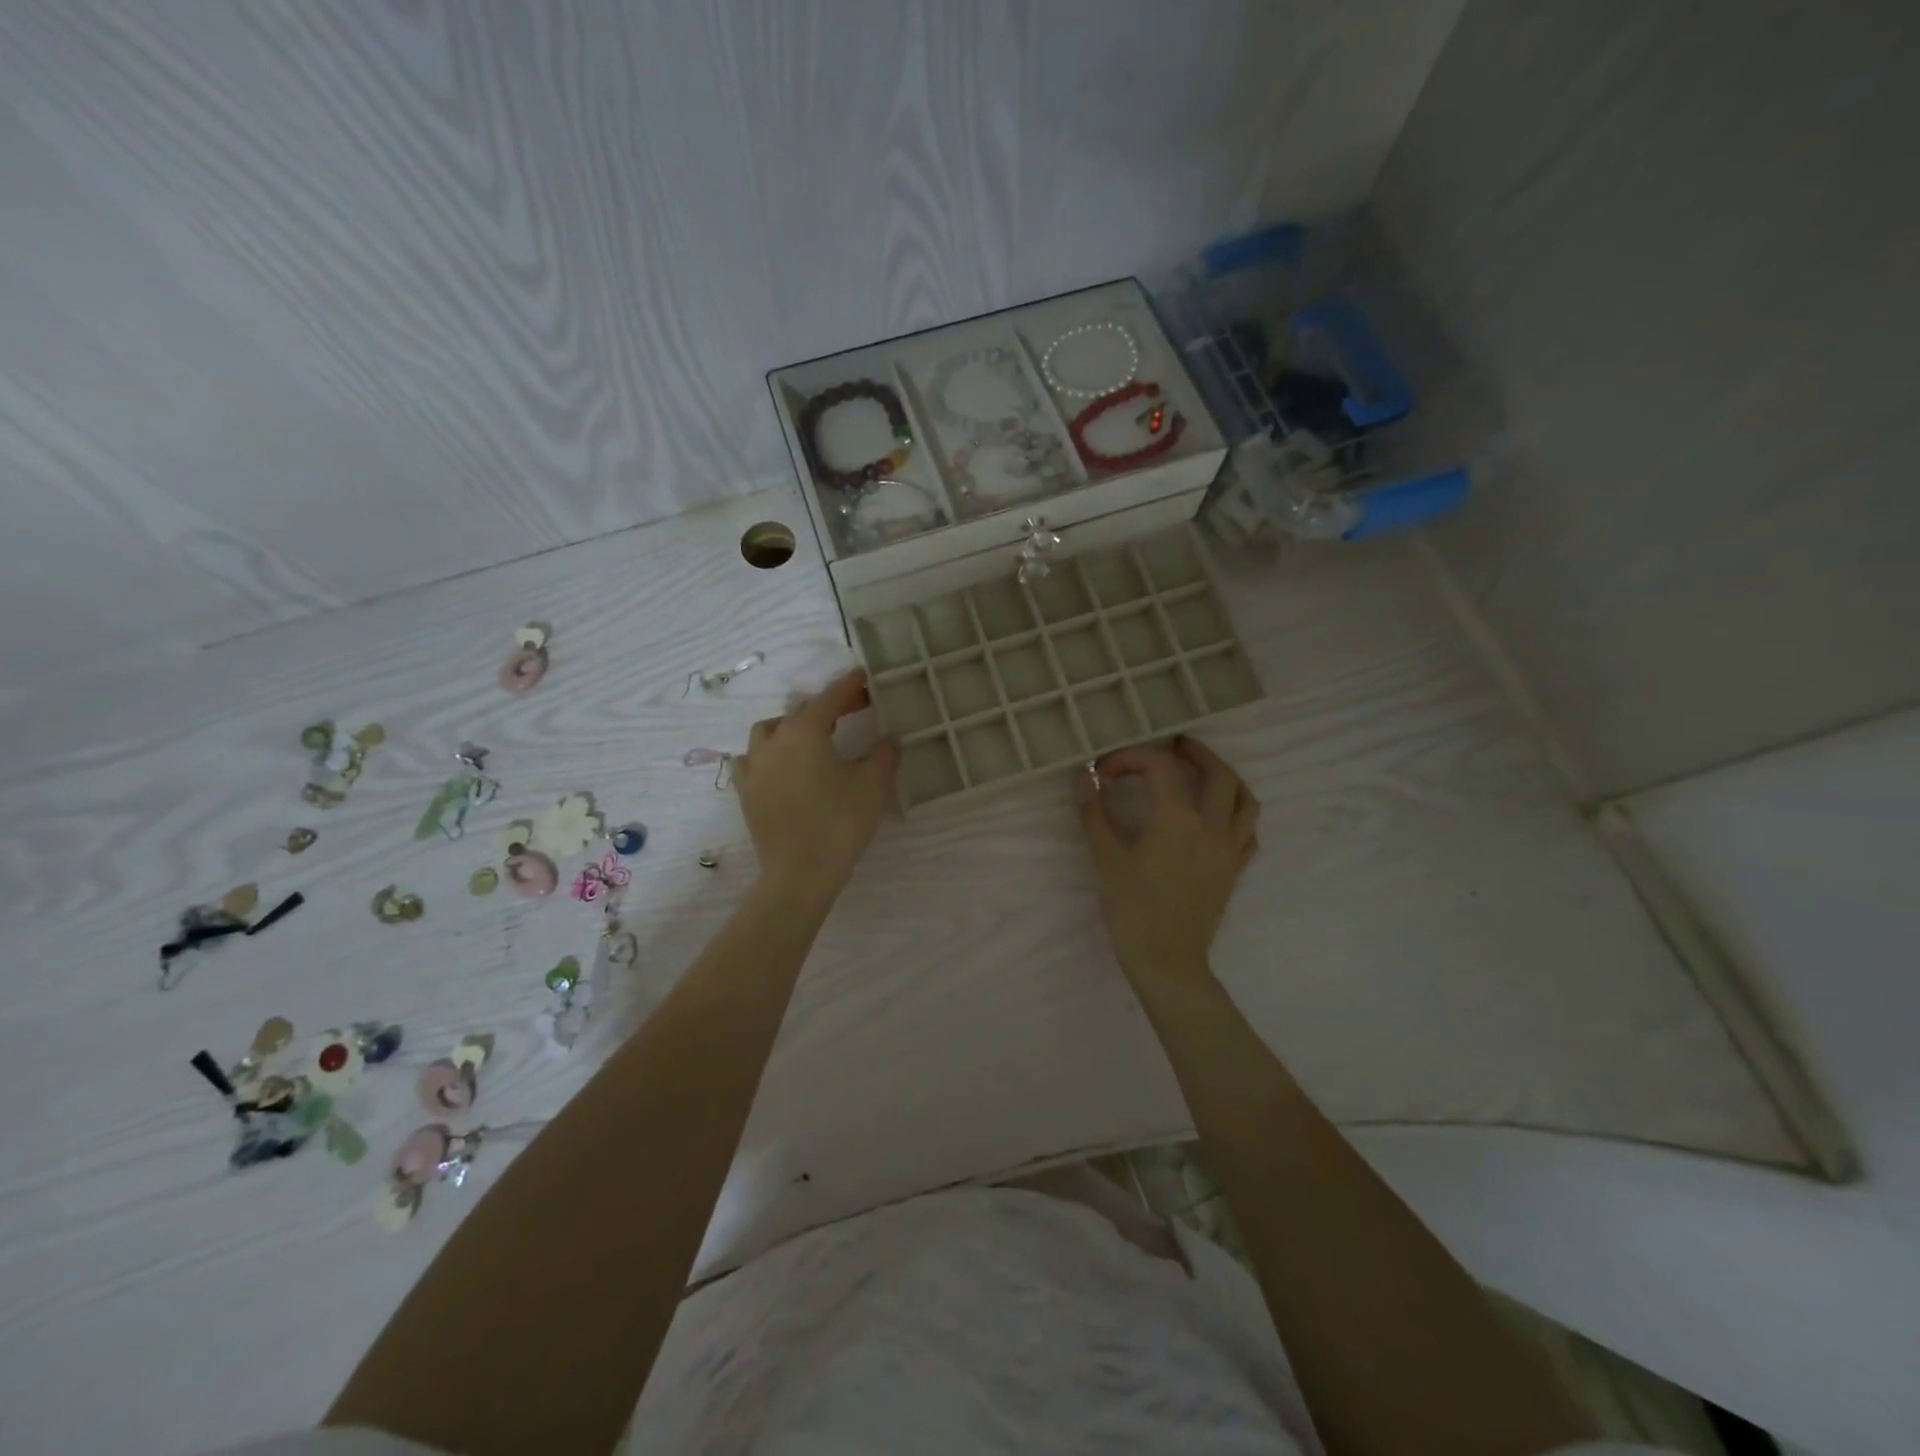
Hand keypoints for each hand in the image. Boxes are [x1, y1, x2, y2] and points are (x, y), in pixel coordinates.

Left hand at [734, 668, 899, 905]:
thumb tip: (890, 738)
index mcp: (804, 731)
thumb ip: (884, 754)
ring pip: (770, 731)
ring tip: (814, 736)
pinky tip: (782, 765)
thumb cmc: (840, 823)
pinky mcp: (746, 792)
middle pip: (801, 712)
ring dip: (793, 726)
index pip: (830, 698)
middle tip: (854, 710)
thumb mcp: (873, 785)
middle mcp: (773, 741)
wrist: (799, 874)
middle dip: (828, 706)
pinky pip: (753, 759)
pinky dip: (770, 753)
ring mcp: (754, 767)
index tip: (864, 676)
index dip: (850, 686)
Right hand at [1077, 736, 1259, 985]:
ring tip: (1201, 773)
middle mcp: (1212, 826)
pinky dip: (1235, 813)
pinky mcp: (1235, 870)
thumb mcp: (1106, 859)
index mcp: (1177, 819)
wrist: (1167, 962)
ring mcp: (1229, 849)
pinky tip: (1217, 816)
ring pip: (1243, 798)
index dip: (1131, 758)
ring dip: (1224, 776)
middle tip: (1172, 745)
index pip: (1160, 766)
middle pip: (1217, 772)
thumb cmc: (1132, 910)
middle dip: (1194, 752)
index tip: (1105, 772)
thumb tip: (1082, 779)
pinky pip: (1248, 830)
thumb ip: (1094, 814)